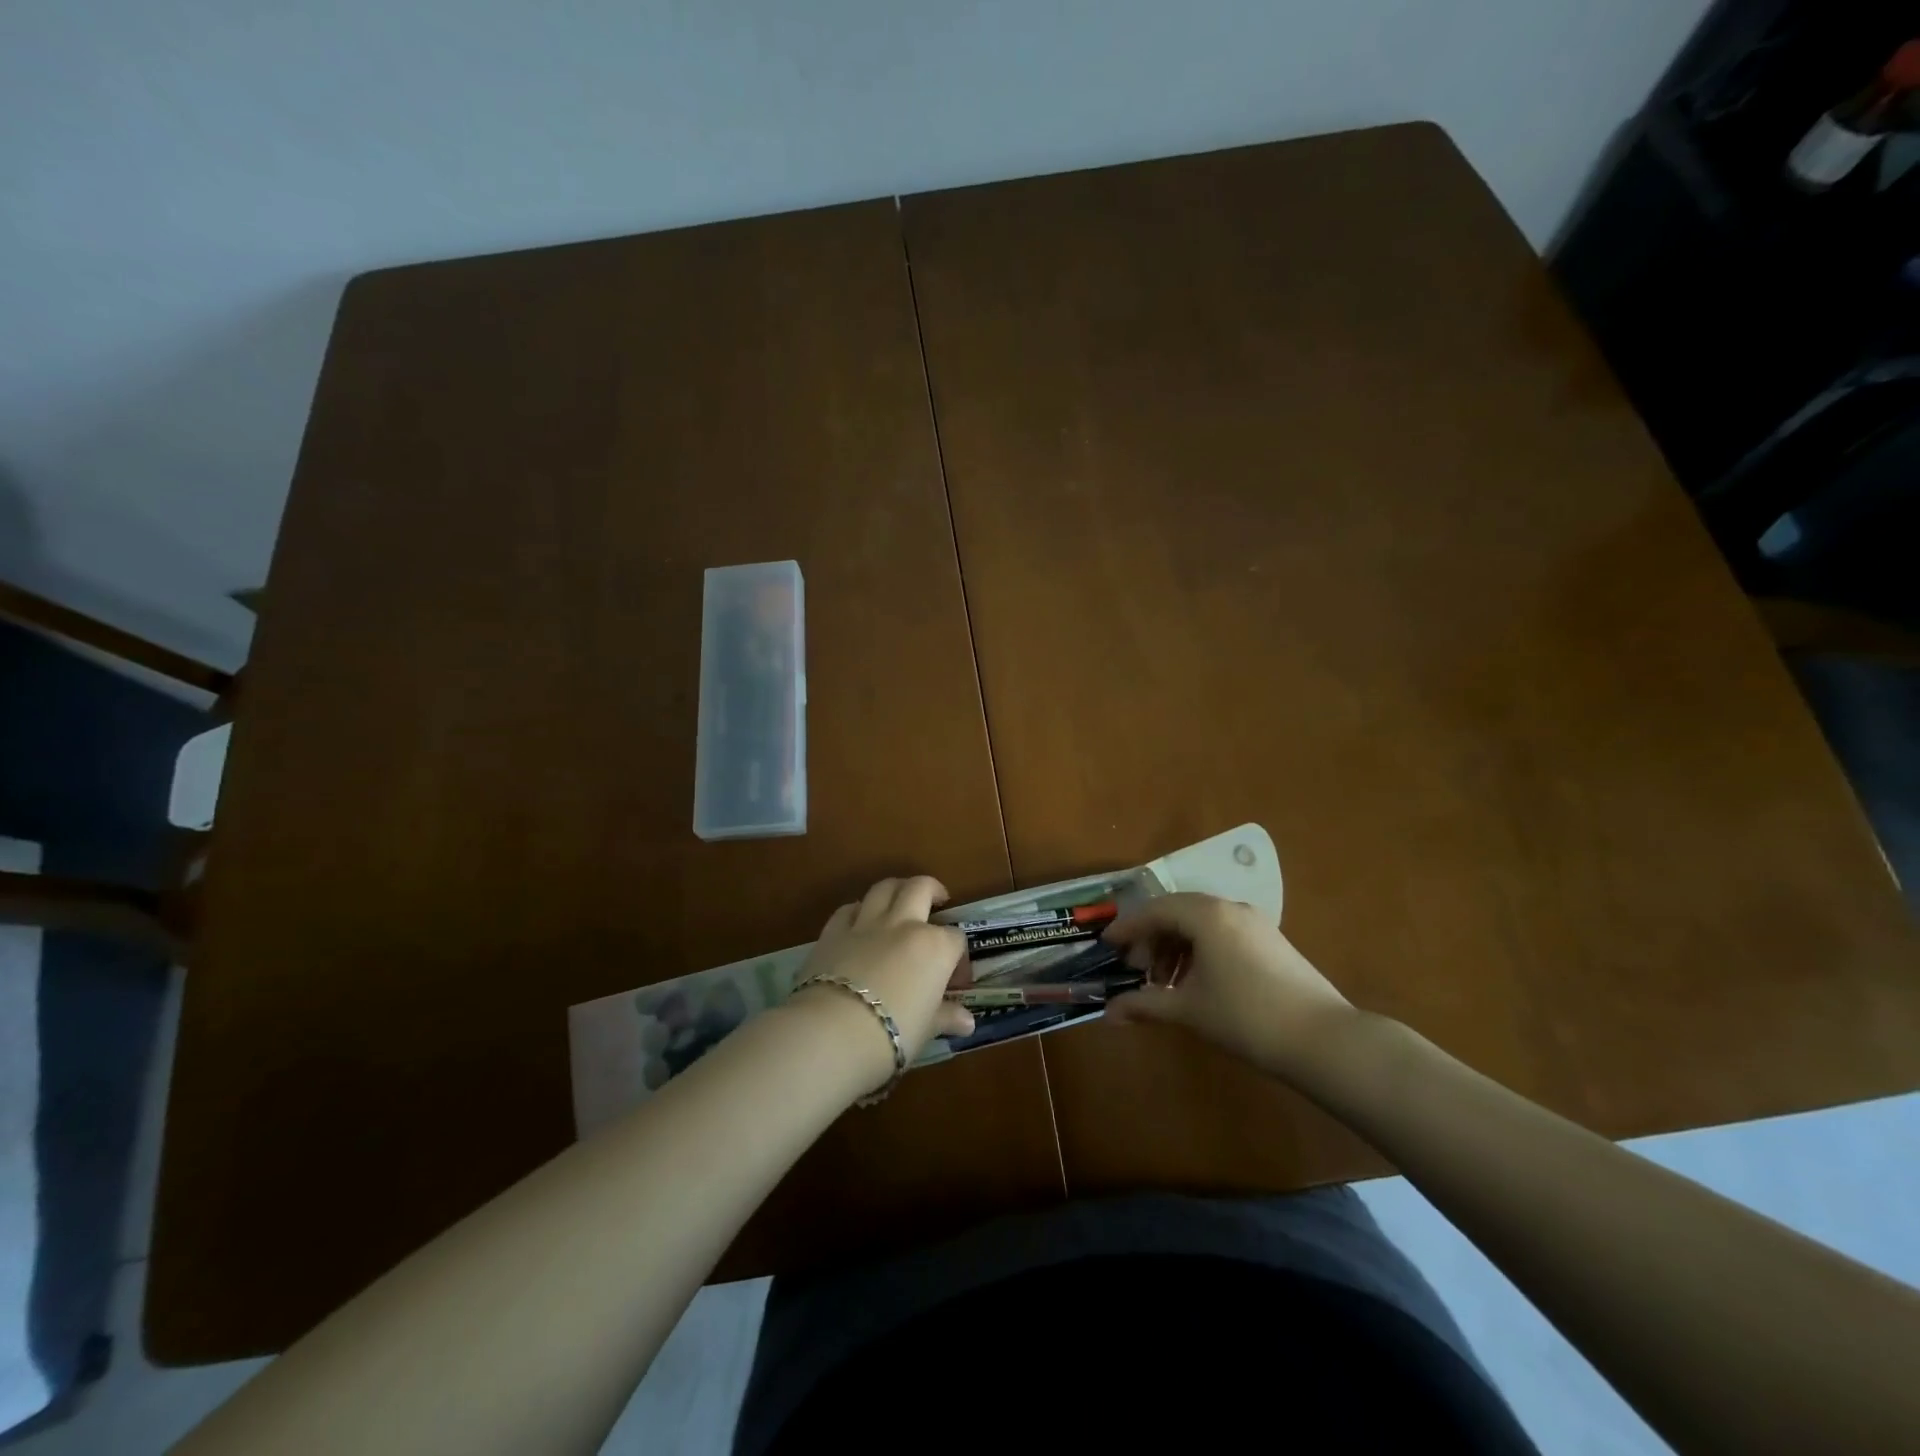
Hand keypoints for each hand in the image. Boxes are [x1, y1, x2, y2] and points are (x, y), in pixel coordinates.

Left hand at [788, 877, 974, 1089]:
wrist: (834, 1031)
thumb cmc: (893, 1034)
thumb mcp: (926, 1029)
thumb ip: (946, 1017)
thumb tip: (967, 1022)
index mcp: (934, 947)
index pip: (956, 938)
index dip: (959, 957)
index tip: (954, 979)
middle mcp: (903, 924)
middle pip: (921, 888)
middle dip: (932, 889)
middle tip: (937, 899)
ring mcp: (866, 923)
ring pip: (884, 887)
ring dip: (895, 889)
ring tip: (900, 900)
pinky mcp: (833, 931)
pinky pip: (849, 909)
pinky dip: (858, 910)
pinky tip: (859, 921)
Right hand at [1103, 893, 1355, 1082]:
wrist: (1323, 1040)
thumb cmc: (1246, 1018)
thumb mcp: (1189, 1010)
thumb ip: (1145, 1005)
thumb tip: (1108, 1013)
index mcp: (1206, 915)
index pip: (1154, 909)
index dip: (1127, 927)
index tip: (1107, 945)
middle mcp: (1229, 908)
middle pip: (1176, 910)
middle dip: (1151, 936)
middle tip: (1136, 967)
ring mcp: (1254, 922)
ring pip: (1200, 921)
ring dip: (1175, 945)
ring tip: (1164, 981)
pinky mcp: (1270, 940)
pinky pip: (1221, 931)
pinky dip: (1199, 949)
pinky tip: (1196, 981)